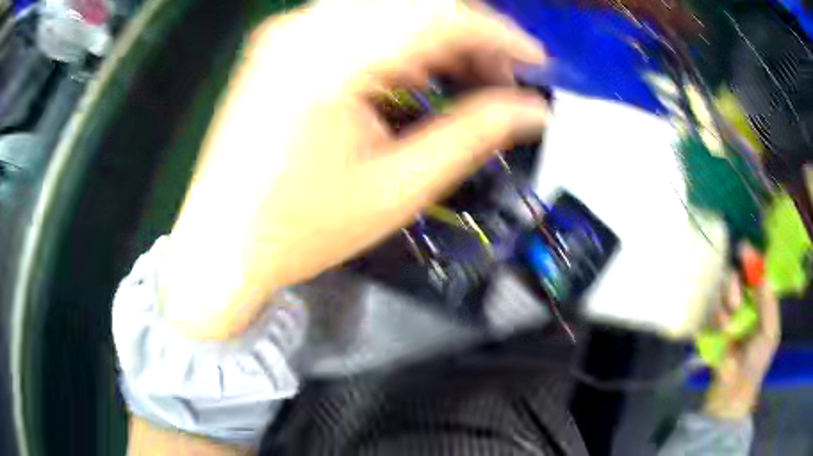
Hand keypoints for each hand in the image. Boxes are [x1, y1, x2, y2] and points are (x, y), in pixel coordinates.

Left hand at [162, 0, 548, 338]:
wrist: (221, 245)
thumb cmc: (300, 231)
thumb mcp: (398, 189)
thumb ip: (473, 135)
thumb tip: (532, 110)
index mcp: (331, 59)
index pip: (440, 14)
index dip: (500, 33)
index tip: (535, 61)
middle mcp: (303, 28)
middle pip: (415, 0)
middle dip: (471, 32)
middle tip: (498, 78)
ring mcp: (285, 31)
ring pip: (386, 6)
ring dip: (436, 34)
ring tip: (462, 79)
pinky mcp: (277, 44)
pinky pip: (354, 21)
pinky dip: (397, 40)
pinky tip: (411, 76)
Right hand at [704, 244, 780, 419]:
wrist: (731, 392)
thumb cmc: (756, 362)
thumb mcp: (769, 332)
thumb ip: (768, 301)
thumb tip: (759, 269)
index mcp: (761, 301)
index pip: (756, 272)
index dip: (751, 259)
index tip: (742, 249)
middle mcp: (745, 302)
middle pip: (736, 277)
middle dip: (734, 285)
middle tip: (736, 303)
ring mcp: (727, 314)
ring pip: (721, 291)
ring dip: (724, 304)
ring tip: (727, 325)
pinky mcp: (712, 325)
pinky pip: (710, 309)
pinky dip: (715, 317)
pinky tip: (719, 330)